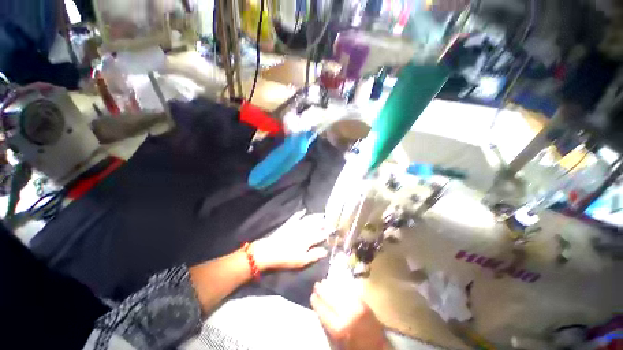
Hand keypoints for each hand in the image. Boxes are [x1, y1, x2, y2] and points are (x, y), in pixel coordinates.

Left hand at [252, 211, 329, 270]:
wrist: (269, 252)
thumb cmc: (287, 259)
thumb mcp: (302, 261)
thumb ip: (315, 255)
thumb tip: (326, 250)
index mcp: (309, 239)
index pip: (322, 235)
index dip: (328, 233)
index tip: (335, 231)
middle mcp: (305, 230)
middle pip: (317, 224)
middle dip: (324, 222)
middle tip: (330, 220)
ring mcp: (296, 225)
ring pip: (309, 218)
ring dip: (316, 216)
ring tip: (322, 214)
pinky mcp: (289, 223)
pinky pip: (296, 216)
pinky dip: (301, 213)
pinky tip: (304, 210)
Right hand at [311, 280, 390, 349]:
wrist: (377, 346)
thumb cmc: (354, 346)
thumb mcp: (338, 341)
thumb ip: (329, 325)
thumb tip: (319, 309)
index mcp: (339, 327)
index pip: (324, 311)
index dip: (317, 302)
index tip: (312, 295)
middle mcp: (347, 314)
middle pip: (331, 298)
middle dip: (322, 290)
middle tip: (316, 284)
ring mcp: (356, 306)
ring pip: (340, 292)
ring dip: (331, 286)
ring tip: (324, 281)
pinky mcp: (363, 302)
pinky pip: (349, 291)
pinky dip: (341, 286)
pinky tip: (336, 284)